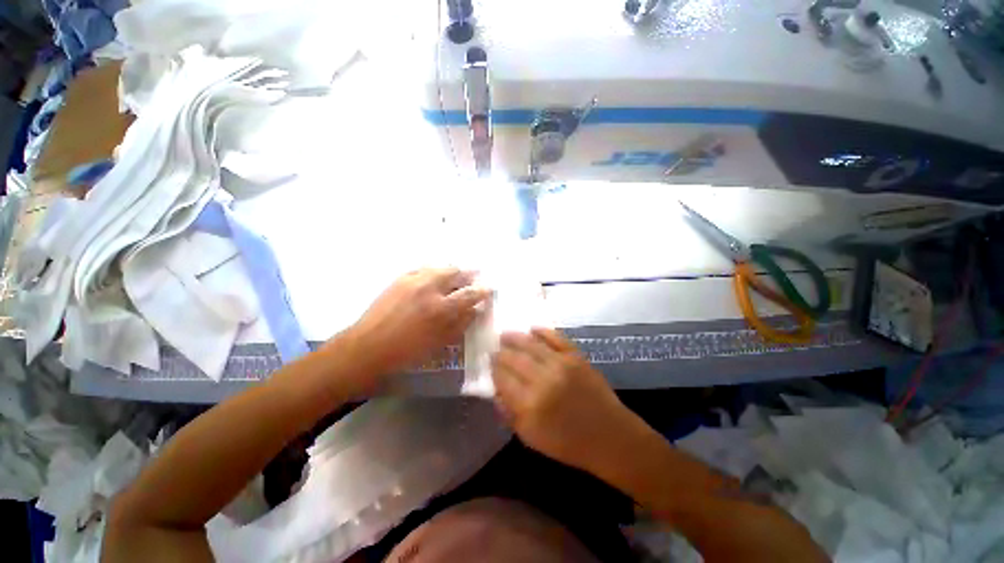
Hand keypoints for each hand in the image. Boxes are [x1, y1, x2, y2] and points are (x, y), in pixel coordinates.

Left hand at [343, 268, 490, 380]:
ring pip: (439, 267)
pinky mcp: (400, 278)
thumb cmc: (408, 350)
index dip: (482, 289)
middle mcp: (429, 287)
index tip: (489, 287)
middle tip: (474, 276)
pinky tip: (434, 277)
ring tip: (456, 275)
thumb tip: (476, 309)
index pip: (470, 293)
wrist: (368, 346)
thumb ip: (461, 323)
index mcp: (441, 307)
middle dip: (468, 273)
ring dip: (451, 270)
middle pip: (456, 271)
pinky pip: (423, 268)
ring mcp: (413, 280)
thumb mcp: (440, 341)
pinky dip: (434, 270)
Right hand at [491, 328, 640, 471]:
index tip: (490, 364)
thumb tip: (496, 391)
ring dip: (516, 338)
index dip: (494, 369)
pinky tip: (532, 328)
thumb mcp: (531, 438)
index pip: (503, 379)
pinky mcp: (576, 357)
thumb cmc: (568, 443)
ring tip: (506, 335)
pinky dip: (543, 331)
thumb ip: (510, 413)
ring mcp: (561, 365)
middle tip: (495, 349)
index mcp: (530, 404)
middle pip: (514, 359)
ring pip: (531, 345)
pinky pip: (556, 338)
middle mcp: (543, 380)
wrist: (609, 436)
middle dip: (501, 353)